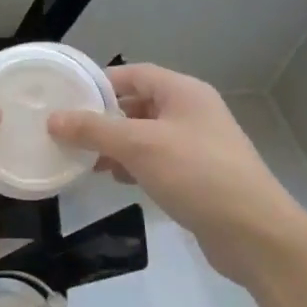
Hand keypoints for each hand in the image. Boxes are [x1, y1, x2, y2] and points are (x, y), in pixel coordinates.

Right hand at [47, 63, 306, 285]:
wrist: (253, 232)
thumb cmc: (196, 175)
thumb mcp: (138, 146)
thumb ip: (94, 130)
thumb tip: (53, 119)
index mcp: (183, 92)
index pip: (133, 74)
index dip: (98, 84)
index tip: (65, 99)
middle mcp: (191, 112)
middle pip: (137, 104)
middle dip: (102, 119)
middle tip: (67, 133)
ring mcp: (196, 144)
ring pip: (143, 135)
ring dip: (114, 145)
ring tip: (85, 160)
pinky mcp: (196, 174)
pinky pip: (155, 160)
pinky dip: (132, 165)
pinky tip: (115, 180)